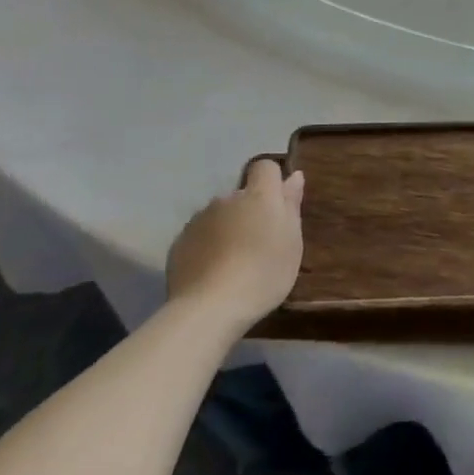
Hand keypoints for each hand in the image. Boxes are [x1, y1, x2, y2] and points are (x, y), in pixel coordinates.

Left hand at [166, 159, 304, 335]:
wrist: (210, 307)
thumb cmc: (264, 273)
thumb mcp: (292, 242)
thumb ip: (291, 205)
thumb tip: (293, 176)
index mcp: (258, 196)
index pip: (265, 167)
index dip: (272, 181)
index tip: (278, 206)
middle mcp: (226, 199)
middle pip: (241, 195)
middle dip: (249, 211)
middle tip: (259, 244)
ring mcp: (199, 219)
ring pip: (219, 215)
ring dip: (227, 228)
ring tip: (233, 262)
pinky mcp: (180, 242)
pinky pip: (200, 235)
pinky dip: (207, 246)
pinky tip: (213, 272)